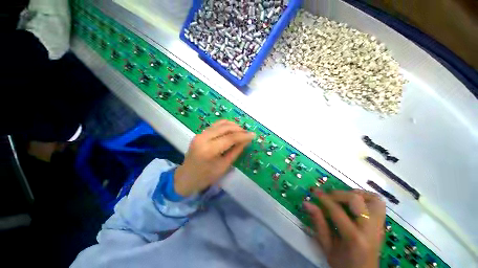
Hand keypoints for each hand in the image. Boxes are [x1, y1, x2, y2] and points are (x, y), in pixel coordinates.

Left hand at [174, 120, 254, 196]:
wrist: (186, 177)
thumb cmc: (205, 177)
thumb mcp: (224, 166)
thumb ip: (236, 151)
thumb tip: (246, 140)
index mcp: (209, 150)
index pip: (230, 138)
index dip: (243, 136)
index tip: (253, 135)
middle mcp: (203, 138)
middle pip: (226, 127)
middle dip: (239, 129)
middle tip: (248, 134)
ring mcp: (200, 134)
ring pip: (221, 123)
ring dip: (233, 126)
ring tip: (241, 132)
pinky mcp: (200, 133)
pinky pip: (215, 125)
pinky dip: (225, 125)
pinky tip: (232, 129)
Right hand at [304, 190, 385, 267]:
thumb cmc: (344, 264)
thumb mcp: (327, 247)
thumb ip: (318, 223)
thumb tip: (306, 203)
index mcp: (354, 238)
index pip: (337, 211)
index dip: (323, 198)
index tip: (313, 191)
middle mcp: (370, 230)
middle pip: (356, 200)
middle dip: (338, 194)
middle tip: (328, 196)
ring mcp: (379, 227)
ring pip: (373, 199)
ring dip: (356, 194)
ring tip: (343, 198)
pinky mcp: (381, 225)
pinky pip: (378, 204)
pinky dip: (366, 198)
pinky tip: (354, 204)